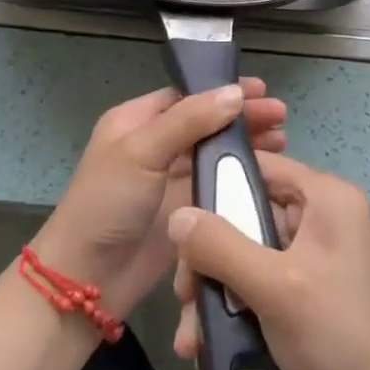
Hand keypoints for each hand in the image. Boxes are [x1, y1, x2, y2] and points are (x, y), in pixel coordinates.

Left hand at [32, 81, 286, 318]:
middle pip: (206, 122)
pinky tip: (268, 174)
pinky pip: (217, 185)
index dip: (223, 90)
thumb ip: (188, 120)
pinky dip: (241, 177)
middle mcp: (155, 145)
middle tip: (281, 115)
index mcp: (136, 121)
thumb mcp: (142, 151)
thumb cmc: (107, 203)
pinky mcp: (184, 212)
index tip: (261, 90)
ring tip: (283, 140)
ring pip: (215, 153)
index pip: (187, 95)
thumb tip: (235, 92)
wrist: (86, 280)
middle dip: (242, 117)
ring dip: (246, 145)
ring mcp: (170, 180)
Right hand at [168, 151, 369, 369]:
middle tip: (184, 295)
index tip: (178, 219)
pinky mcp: (310, 290)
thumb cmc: (338, 338)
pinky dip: (235, 308)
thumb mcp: (275, 288)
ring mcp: (316, 256)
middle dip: (209, 257)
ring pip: (248, 254)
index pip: (259, 166)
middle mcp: (322, 216)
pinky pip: (260, 282)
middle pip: (247, 214)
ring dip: (216, 291)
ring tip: (191, 337)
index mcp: (326, 197)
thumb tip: (175, 215)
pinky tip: (209, 346)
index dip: (216, 184)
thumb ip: (221, 246)